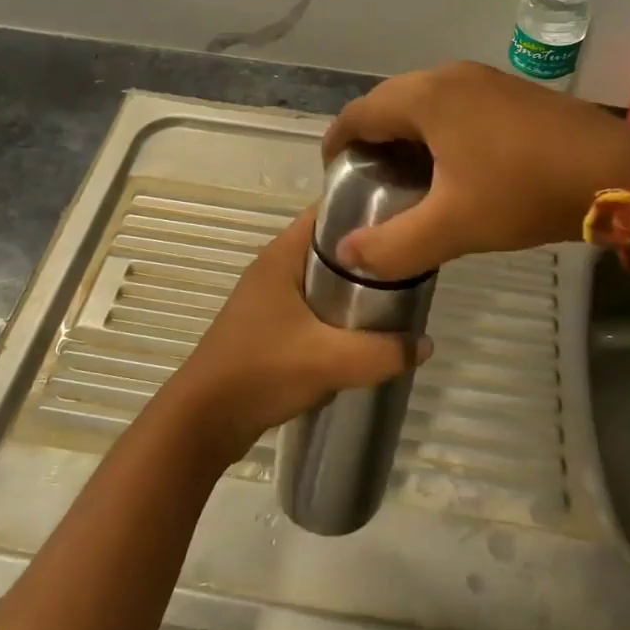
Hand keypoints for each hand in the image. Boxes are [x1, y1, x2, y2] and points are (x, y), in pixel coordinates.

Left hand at [166, 208, 426, 465]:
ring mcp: (269, 297)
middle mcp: (274, 266)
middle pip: (331, 245)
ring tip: (396, 297)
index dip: (368, 208)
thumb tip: (425, 343)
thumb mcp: (331, 361)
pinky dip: (337, 311)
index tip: (408, 218)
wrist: (204, 420)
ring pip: (323, 278)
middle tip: (410, 265)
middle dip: (369, 254)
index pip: (329, 211)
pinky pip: (313, 304)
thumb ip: (383, 352)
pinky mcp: (269, 324)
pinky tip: (363, 331)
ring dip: (354, 287)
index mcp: (282, 255)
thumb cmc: (262, 372)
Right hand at [320, 61, 629, 279]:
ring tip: (405, 175)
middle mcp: (449, 75)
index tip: (334, 176)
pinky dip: (438, 128)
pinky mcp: (511, 90)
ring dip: (406, 133)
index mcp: (426, 97)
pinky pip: (455, 103)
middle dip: (371, 137)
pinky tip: (452, 163)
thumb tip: (346, 254)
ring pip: (424, 100)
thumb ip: (392, 246)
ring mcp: (484, 78)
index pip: (359, 113)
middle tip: (369, 180)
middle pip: (389, 101)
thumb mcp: (453, 227)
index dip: (337, 144)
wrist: (617, 173)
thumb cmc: (525, 192)